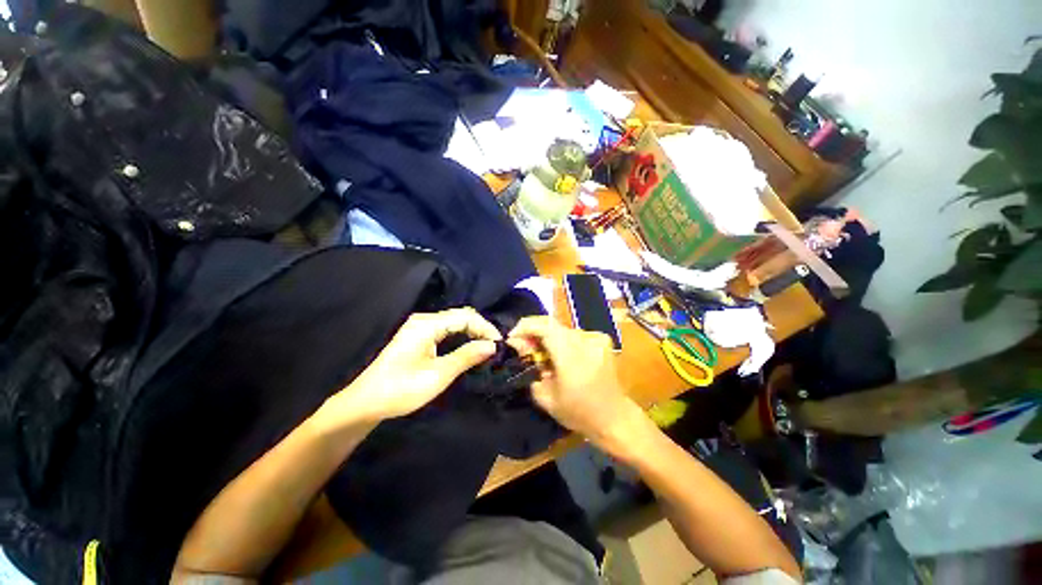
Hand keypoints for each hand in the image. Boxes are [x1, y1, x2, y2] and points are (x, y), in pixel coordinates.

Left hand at [324, 308, 501, 425]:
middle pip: (460, 316)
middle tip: (495, 346)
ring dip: (472, 332)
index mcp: (427, 324)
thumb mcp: (438, 375)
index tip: (499, 344)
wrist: (366, 403)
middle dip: (480, 328)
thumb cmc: (402, 389)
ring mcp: (420, 327)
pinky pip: (447, 329)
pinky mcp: (418, 336)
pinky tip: (469, 346)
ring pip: (454, 322)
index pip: (465, 316)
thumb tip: (492, 345)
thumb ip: (466, 356)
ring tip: (486, 346)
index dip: (485, 327)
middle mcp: (424, 320)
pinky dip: (462, 336)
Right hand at [507, 316, 646, 453]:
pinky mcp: (602, 339)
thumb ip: (530, 364)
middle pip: (552, 325)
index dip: (525, 326)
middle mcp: (586, 341)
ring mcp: (597, 338)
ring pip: (562, 329)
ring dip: (548, 337)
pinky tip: (561, 355)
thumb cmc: (578, 413)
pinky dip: (562, 340)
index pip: (545, 327)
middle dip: (533, 331)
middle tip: (523, 346)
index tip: (512, 336)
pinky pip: (574, 334)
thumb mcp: (545, 396)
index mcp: (572, 357)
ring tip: (542, 354)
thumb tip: (517, 342)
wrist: (614, 417)